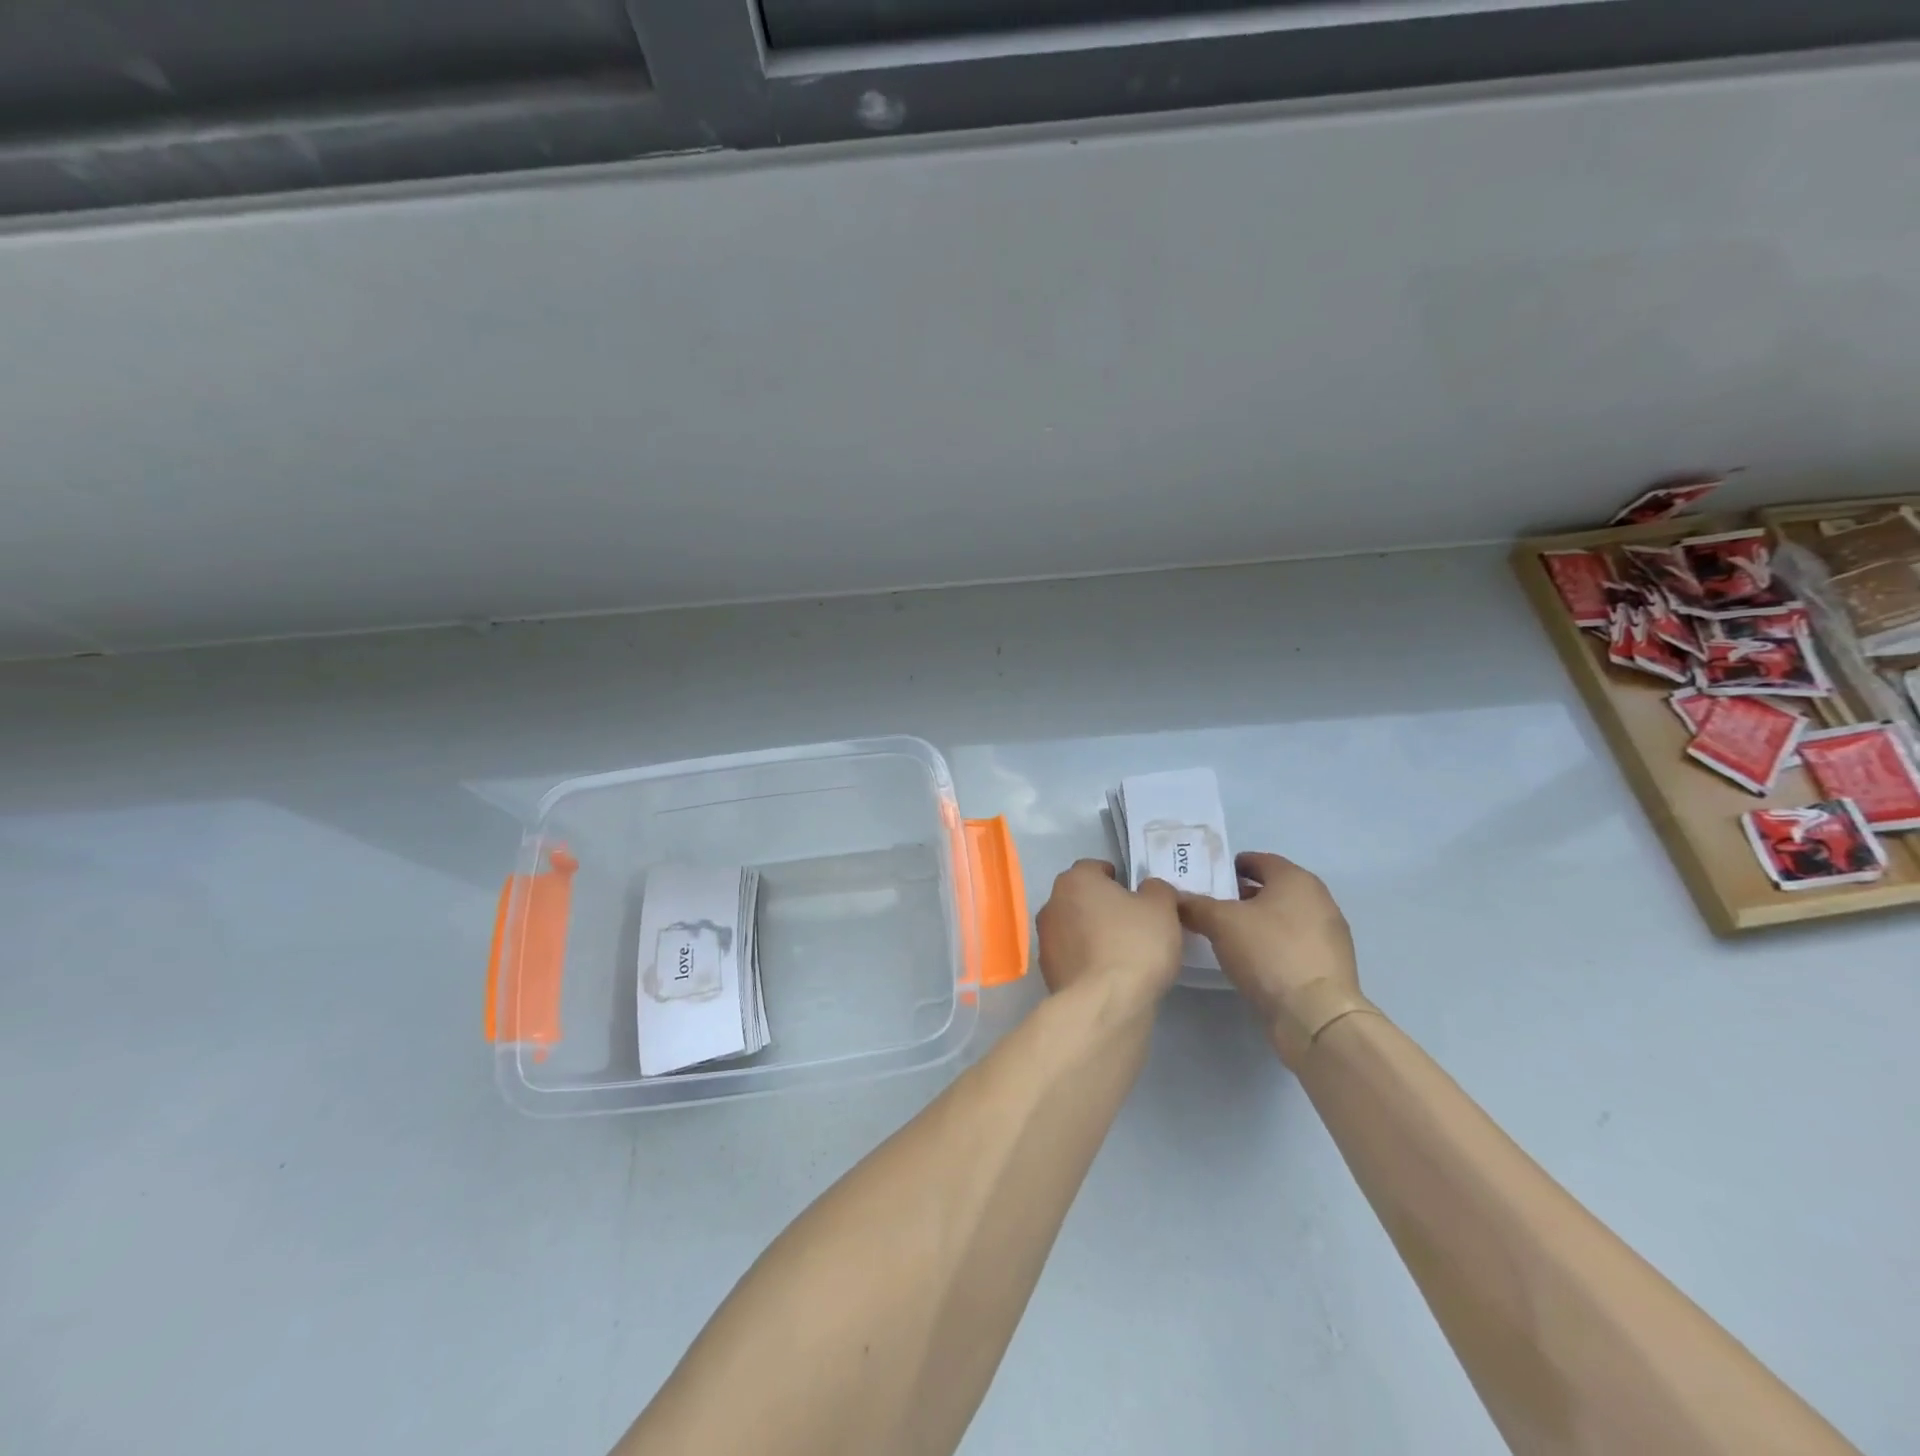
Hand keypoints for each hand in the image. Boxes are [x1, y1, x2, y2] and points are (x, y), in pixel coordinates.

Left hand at [1035, 859, 1182, 1016]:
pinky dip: (1087, 960)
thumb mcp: (1162, 908)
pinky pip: (1072, 956)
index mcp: (1074, 880)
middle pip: (1080, 898)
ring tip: (1122, 953)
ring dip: (1092, 934)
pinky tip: (1109, 975)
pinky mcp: (1047, 972)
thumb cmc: (1134, 944)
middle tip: (1132, 924)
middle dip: (1102, 906)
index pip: (1094, 868)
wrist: (1105, 1004)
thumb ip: (1156, 890)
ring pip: (1073, 928)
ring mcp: (1045, 940)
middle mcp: (1052, 904)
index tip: (1135, 896)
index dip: (1117, 878)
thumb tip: (1148, 890)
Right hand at [1175, 852, 1369, 1065]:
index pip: (1259, 860)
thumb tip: (1174, 898)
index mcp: (1295, 879)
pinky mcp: (1330, 965)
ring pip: (1283, 917)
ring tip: (1226, 936)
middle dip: (1241, 896)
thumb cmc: (1268, 952)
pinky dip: (1272, 944)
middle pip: (1272, 889)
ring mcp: (1329, 933)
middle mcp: (1318, 899)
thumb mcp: (1220, 923)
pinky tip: (1251, 960)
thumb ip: (1194, 905)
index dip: (1231, 866)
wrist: (1316, 1015)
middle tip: (1210, 907)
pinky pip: (1293, 943)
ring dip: (1257, 922)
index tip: (1208, 878)